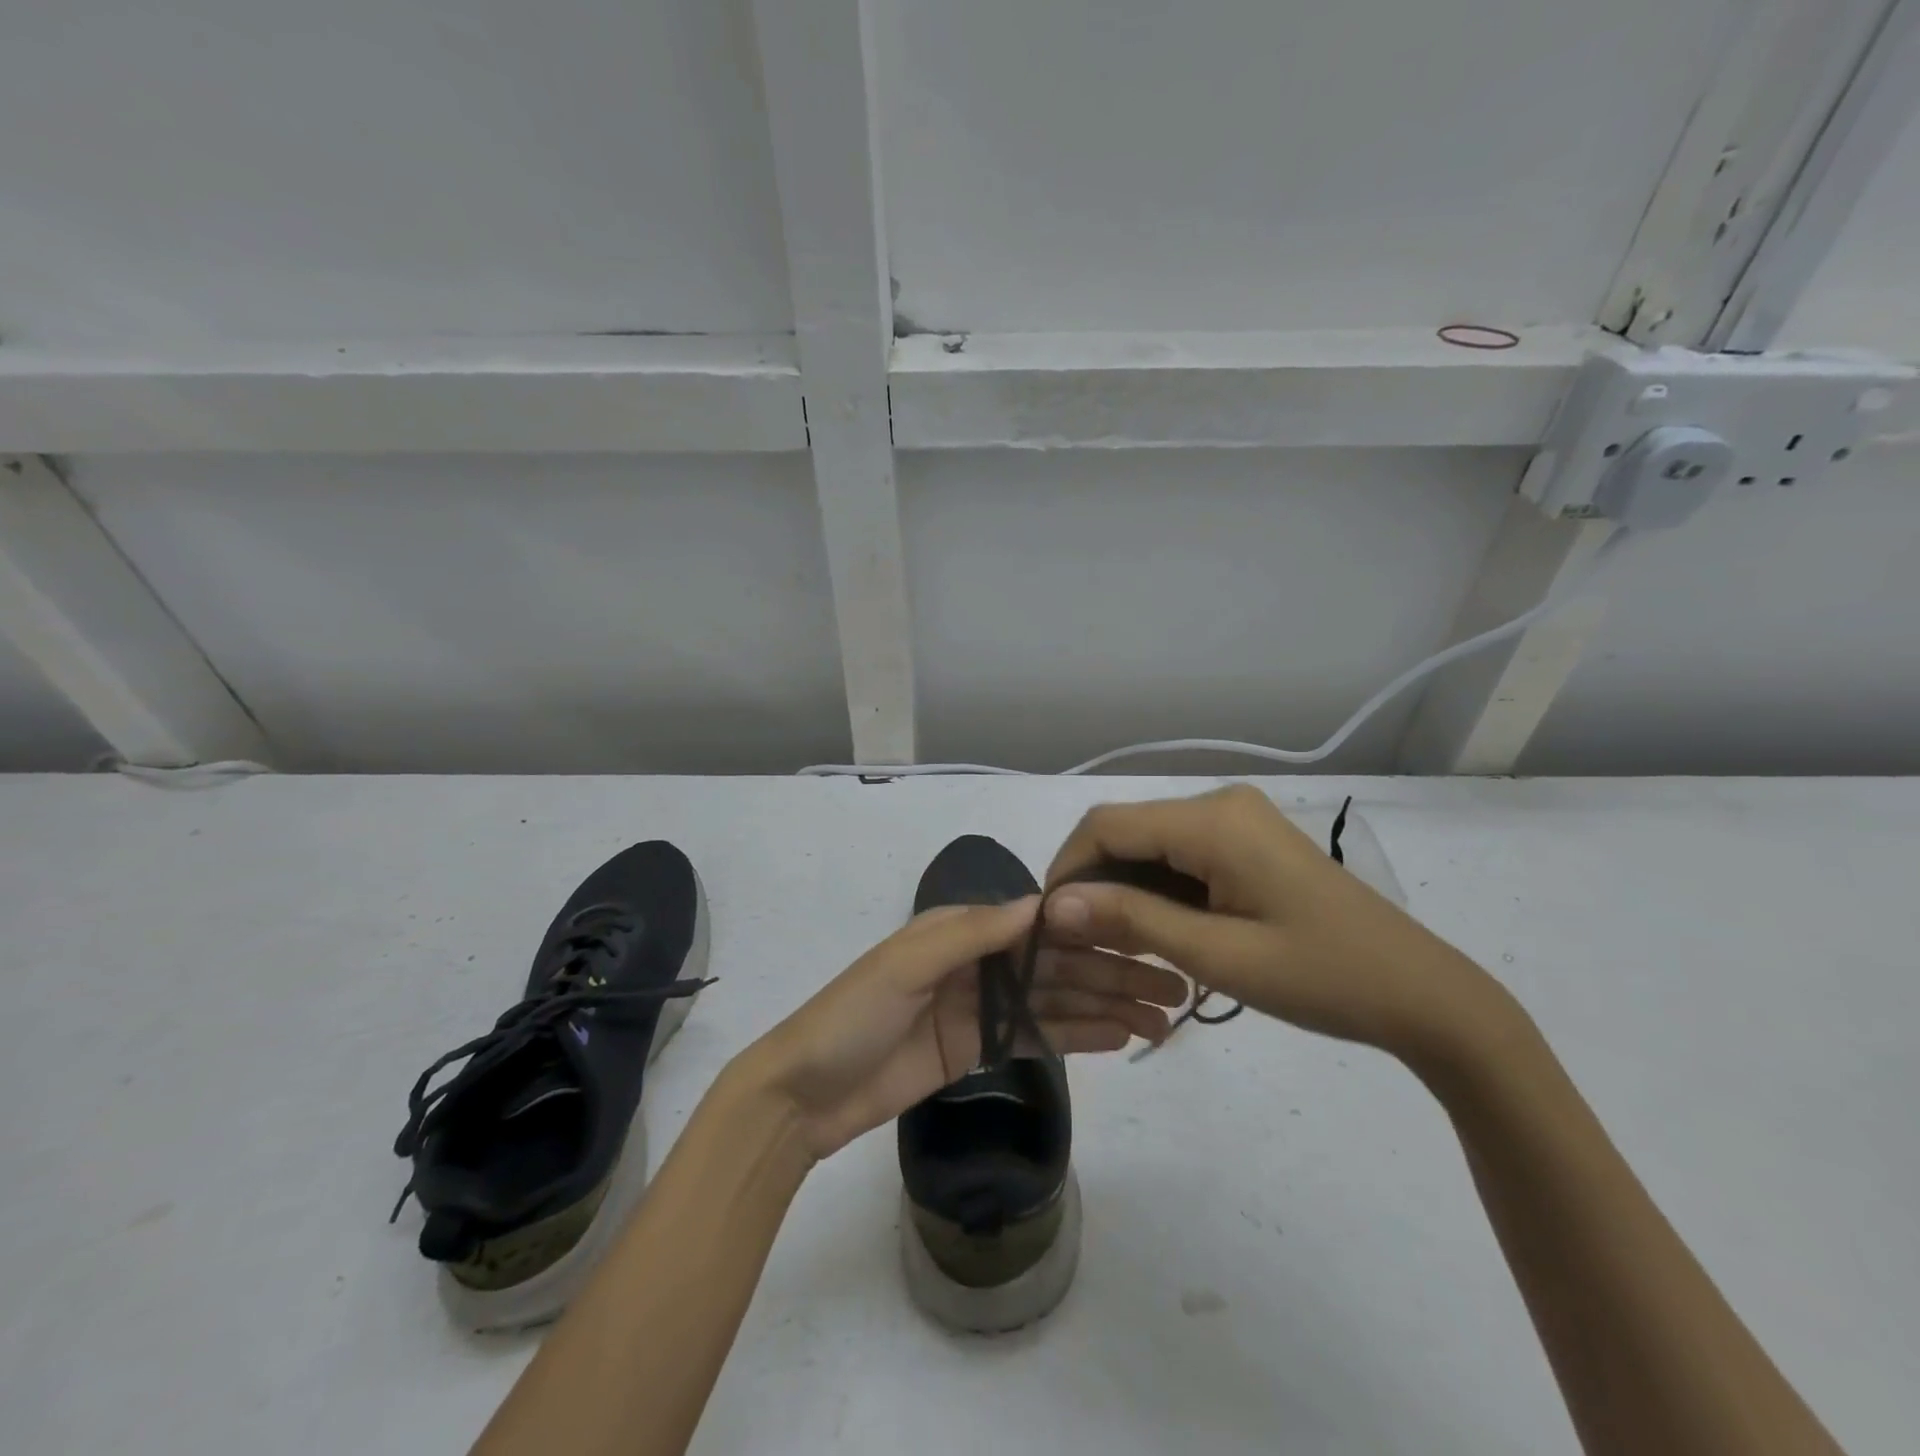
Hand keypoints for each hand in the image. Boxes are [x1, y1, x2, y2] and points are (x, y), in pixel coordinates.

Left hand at [743, 899, 1185, 1160]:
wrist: (806, 1094)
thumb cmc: (853, 1015)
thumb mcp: (906, 964)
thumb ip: (973, 933)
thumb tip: (1041, 902)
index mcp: (960, 929)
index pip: (1038, 923)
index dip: (1090, 927)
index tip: (1145, 933)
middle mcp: (977, 961)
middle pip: (1055, 964)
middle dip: (1112, 972)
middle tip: (1172, 987)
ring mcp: (980, 1007)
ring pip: (1054, 1001)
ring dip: (1106, 1006)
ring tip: (1160, 1017)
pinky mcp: (978, 1049)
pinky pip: (1036, 1037)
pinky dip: (1077, 1035)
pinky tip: (1119, 1036)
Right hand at [1043, 785, 1504, 1067]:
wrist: (1421, 995)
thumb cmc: (1322, 977)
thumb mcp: (1217, 955)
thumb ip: (1131, 920)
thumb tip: (1054, 905)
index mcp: (1213, 821)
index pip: (1106, 826)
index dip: (1066, 869)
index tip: (1049, 925)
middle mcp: (1220, 803)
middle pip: (1126, 831)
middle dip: (1092, 882)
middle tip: (1078, 943)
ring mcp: (1237, 819)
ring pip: (1149, 843)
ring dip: (1122, 888)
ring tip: (1112, 944)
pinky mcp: (1247, 841)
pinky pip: (1180, 854)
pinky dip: (1155, 888)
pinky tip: (1153, 929)